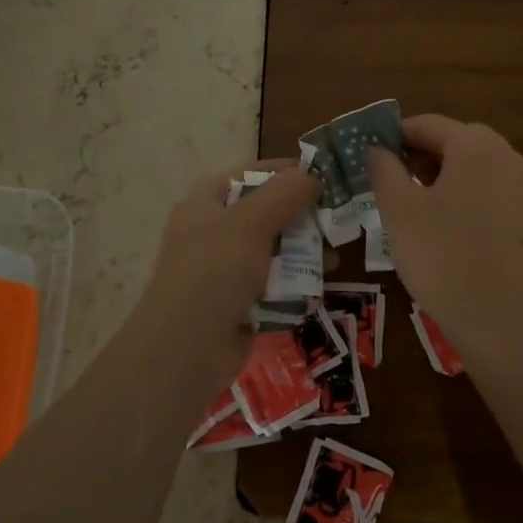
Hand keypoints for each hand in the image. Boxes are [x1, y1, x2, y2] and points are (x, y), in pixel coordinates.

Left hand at [127, 160, 319, 362]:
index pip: (251, 174)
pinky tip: (317, 285)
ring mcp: (224, 270)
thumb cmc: (214, 274)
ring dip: (303, 250)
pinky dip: (293, 281)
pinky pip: (272, 283)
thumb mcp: (250, 223)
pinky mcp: (238, 303)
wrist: (184, 352)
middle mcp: (213, 231)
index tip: (326, 175)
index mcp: (206, 203)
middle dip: (302, 215)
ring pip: (273, 249)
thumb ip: (285, 193)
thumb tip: (313, 173)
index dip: (287, 171)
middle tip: (338, 219)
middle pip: (265, 212)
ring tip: (334, 257)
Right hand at [368, 115, 522, 370]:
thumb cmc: (444, 260)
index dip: (392, 137)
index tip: (367, 158)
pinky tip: (446, 229)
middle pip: (453, 142)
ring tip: (412, 209)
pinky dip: (464, 197)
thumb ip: (384, 169)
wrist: (505, 324)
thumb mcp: (400, 211)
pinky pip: (491, 191)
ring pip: (473, 168)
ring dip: (440, 177)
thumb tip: (377, 148)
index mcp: (476, 144)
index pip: (425, 124)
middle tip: (386, 185)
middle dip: (417, 157)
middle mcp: (509, 155)